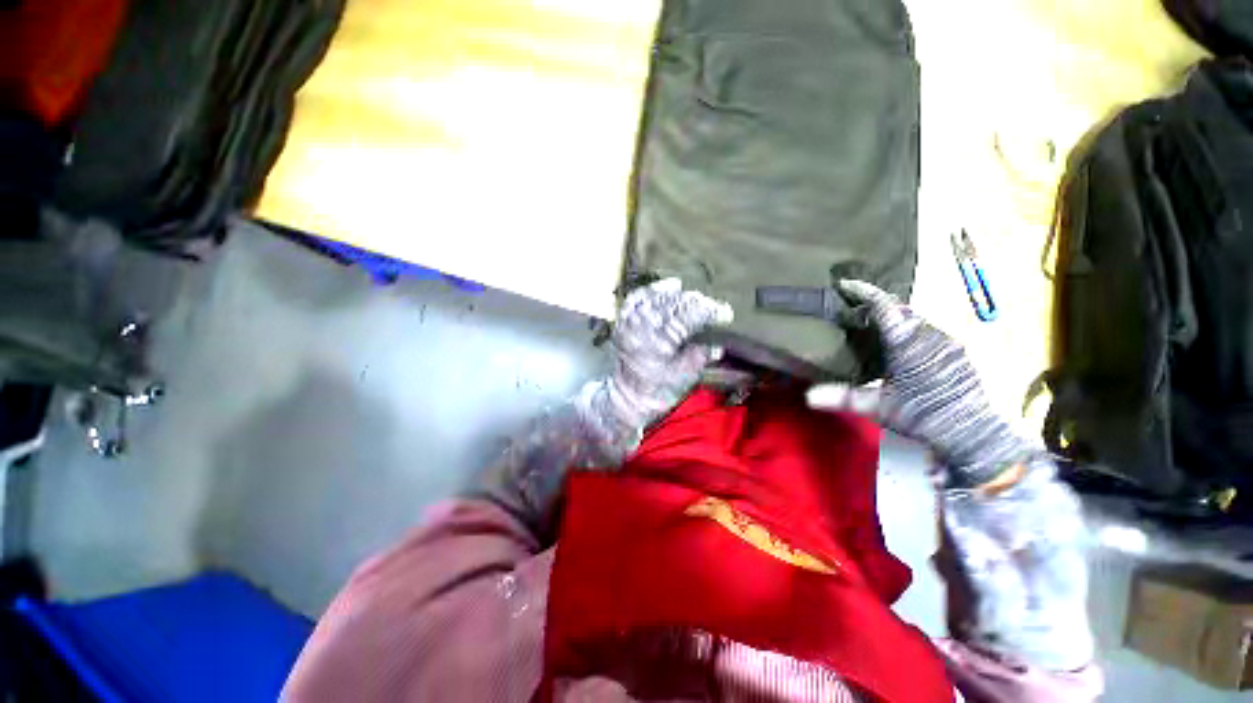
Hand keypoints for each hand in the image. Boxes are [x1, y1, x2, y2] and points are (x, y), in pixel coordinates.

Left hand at [580, 278, 732, 453]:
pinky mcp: (624, 321)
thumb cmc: (657, 392)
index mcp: (660, 341)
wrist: (625, 399)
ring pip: (657, 297)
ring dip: (678, 295)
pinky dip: (653, 290)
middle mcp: (643, 326)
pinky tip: (667, 287)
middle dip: (697, 302)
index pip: (689, 315)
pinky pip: (637, 298)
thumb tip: (718, 344)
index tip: (726, 313)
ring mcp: (631, 321)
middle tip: (712, 307)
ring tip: (694, 296)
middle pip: (674, 303)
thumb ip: (700, 357)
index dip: (710, 311)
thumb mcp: (684, 378)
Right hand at [807, 280, 1040, 486]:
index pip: (884, 304)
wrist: (973, 433)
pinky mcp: (955, 351)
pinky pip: (925, 329)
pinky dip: (906, 328)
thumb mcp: (879, 408)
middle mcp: (929, 334)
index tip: (843, 284)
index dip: (863, 291)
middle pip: (899, 308)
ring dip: (892, 317)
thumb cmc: (923, 415)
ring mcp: (946, 341)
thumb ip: (843, 398)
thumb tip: (808, 396)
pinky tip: (896, 344)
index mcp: (907, 342)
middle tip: (851, 309)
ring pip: (914, 318)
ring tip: (870, 325)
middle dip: (875, 304)